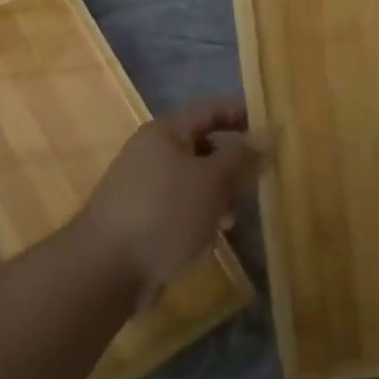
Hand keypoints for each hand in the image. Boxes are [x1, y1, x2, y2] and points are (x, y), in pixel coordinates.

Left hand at [72, 99, 268, 301]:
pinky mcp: (141, 218)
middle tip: (257, 185)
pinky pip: (179, 208)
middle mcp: (152, 152)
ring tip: (231, 221)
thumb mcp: (212, 181)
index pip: (212, 110)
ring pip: (194, 182)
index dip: (243, 115)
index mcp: (166, 132)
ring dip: (218, 197)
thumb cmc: (164, 213)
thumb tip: (271, 131)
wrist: (104, 269)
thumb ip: (243, 157)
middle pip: (204, 147)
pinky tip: (206, 241)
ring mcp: (143, 187)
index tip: (274, 131)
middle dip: (233, 166)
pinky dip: (198, 219)